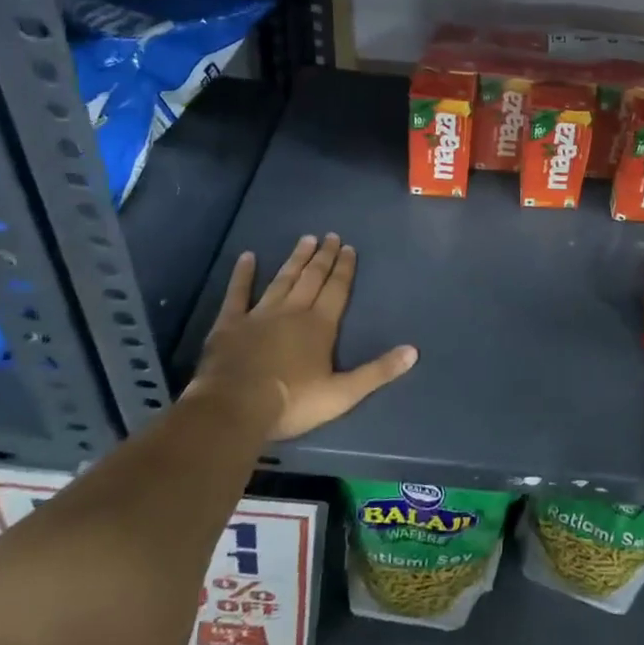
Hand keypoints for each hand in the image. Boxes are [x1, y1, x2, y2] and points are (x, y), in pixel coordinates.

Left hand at [187, 234, 415, 439]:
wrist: (234, 408)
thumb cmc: (292, 403)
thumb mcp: (343, 393)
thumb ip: (377, 371)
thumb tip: (414, 352)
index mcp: (320, 325)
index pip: (337, 289)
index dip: (344, 269)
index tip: (349, 248)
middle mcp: (293, 311)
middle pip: (312, 278)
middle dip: (324, 257)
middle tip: (331, 236)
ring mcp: (259, 314)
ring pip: (282, 279)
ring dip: (295, 259)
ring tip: (305, 239)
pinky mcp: (230, 323)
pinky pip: (238, 293)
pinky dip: (243, 274)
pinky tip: (247, 257)